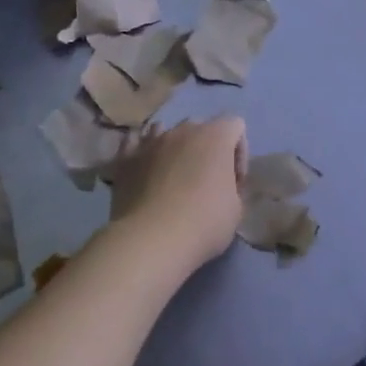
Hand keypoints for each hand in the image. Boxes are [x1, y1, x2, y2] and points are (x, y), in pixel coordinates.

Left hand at [109, 116, 247, 271]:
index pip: (235, 126)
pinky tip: (145, 170)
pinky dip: (143, 153)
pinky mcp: (125, 157)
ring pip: (166, 132)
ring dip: (175, 149)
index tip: (234, 182)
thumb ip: (233, 187)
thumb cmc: (203, 223)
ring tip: (173, 177)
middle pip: (201, 127)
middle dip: (206, 149)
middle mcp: (183, 130)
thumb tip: (221, 185)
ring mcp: (151, 141)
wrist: (151, 239)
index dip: (239, 152)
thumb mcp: (236, 210)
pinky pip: (136, 142)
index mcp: (215, 136)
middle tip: (206, 180)